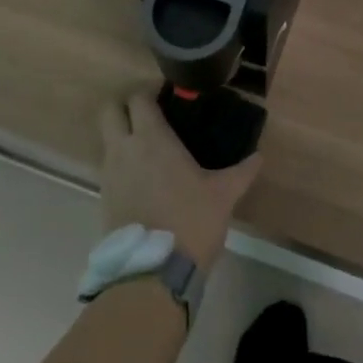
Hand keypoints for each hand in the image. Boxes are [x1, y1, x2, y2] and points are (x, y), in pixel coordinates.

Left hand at [96, 87, 260, 269]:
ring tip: (151, 147)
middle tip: (151, 113)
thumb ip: (242, 172)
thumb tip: (259, 156)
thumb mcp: (223, 195)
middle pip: (109, 110)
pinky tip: (145, 176)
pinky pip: (109, 166)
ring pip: (106, 139)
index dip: (149, 90)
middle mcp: (123, 149)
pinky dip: (121, 162)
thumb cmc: (191, 221)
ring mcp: (109, 174)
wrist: (153, 271)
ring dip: (122, 134)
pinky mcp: (103, 197)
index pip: (138, 98)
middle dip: (125, 105)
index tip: (167, 94)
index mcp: (151, 139)